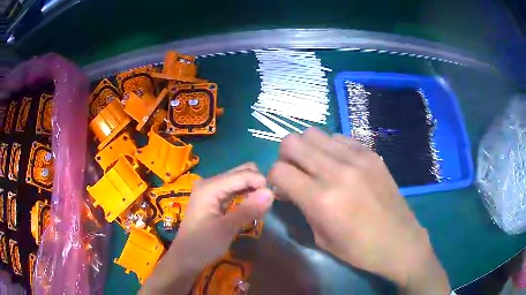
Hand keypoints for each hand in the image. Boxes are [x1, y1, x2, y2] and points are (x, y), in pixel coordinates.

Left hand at [141, 163, 273, 293]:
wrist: (185, 259)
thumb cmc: (203, 245)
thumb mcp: (227, 229)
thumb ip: (248, 209)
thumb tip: (270, 193)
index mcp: (210, 187)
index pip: (242, 175)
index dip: (260, 182)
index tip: (274, 197)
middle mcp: (209, 183)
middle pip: (240, 173)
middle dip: (256, 183)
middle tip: (267, 202)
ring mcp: (210, 191)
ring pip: (237, 181)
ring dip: (252, 189)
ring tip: (262, 205)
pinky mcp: (212, 199)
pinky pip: (233, 191)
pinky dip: (245, 195)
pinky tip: (252, 206)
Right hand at [268, 128, 449, 294]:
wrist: (400, 241)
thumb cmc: (359, 249)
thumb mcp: (321, 237)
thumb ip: (301, 207)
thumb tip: (288, 187)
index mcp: (321, 199)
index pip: (279, 171)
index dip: (273, 179)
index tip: (282, 189)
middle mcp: (336, 172)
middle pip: (291, 142)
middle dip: (285, 157)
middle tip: (296, 173)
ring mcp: (356, 158)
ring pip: (313, 133)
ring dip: (307, 149)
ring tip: (317, 167)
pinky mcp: (371, 154)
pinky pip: (339, 138)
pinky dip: (330, 148)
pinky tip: (339, 165)